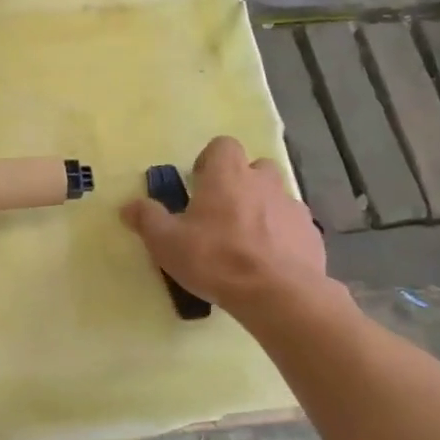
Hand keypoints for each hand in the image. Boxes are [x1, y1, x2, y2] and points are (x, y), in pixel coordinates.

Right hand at [120, 136, 329, 315]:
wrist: (277, 293)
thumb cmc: (216, 259)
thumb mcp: (167, 243)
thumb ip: (147, 219)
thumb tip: (128, 205)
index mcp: (227, 175)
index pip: (222, 146)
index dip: (211, 162)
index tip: (199, 186)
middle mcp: (263, 182)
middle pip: (254, 168)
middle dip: (240, 185)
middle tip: (222, 215)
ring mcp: (292, 206)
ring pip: (275, 198)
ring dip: (262, 211)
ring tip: (246, 244)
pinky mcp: (311, 234)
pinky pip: (292, 227)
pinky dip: (281, 238)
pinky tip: (269, 264)